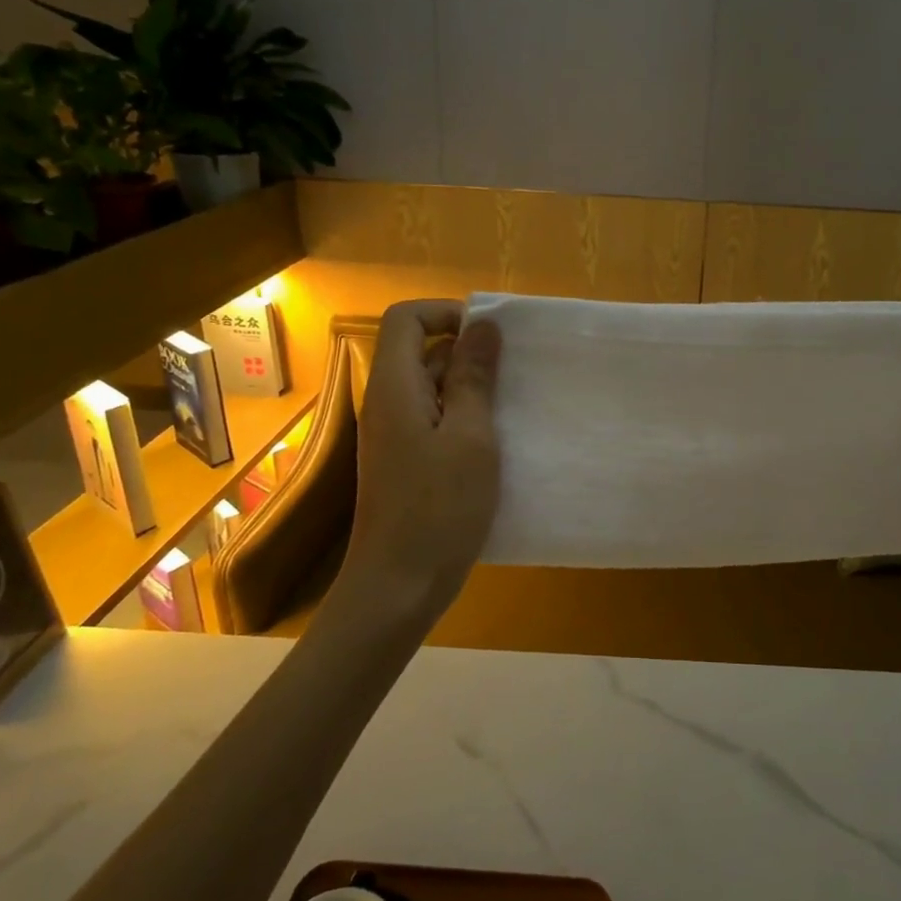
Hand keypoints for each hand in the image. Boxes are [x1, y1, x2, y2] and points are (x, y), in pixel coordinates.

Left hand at [341, 300, 501, 615]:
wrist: (397, 587)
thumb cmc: (438, 509)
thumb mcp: (470, 437)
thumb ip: (473, 378)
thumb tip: (482, 326)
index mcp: (395, 387)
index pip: (406, 318)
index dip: (447, 313)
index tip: (490, 337)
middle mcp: (386, 403)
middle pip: (418, 350)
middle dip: (466, 351)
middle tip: (514, 375)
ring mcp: (392, 436)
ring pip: (429, 388)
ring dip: (469, 388)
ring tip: (512, 408)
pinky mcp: (403, 463)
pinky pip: (431, 420)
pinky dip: (462, 419)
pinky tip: (495, 444)